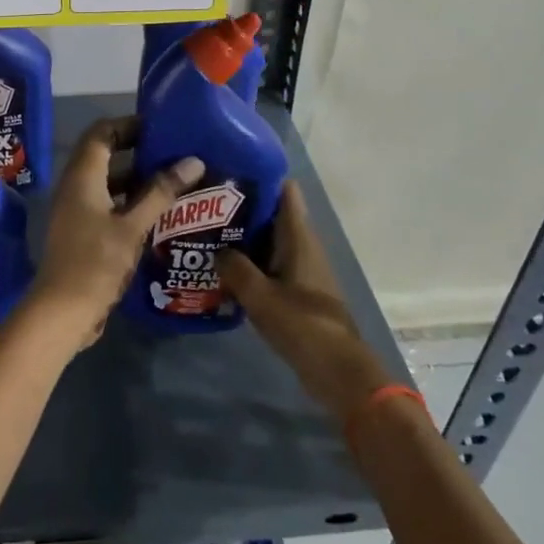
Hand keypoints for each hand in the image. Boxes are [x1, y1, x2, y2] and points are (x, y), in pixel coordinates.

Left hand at [22, 117, 203, 354]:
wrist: (63, 311)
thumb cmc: (96, 262)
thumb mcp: (133, 226)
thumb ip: (161, 192)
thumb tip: (193, 161)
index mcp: (82, 175)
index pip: (102, 132)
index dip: (129, 124)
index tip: (161, 127)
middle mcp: (76, 186)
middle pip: (105, 155)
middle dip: (139, 151)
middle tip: (175, 153)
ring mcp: (77, 210)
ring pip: (109, 182)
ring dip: (137, 179)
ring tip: (175, 180)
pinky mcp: (83, 232)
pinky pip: (108, 205)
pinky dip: (131, 202)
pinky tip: (160, 213)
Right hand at [217, 183, 392, 420]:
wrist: (338, 371)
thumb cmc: (302, 324)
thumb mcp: (259, 295)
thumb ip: (234, 268)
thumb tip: (216, 249)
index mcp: (298, 236)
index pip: (284, 190)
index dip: (259, 176)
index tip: (228, 172)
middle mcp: (302, 245)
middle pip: (272, 215)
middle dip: (241, 209)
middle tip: (205, 205)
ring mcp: (302, 268)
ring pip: (269, 242)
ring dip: (243, 239)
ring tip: (206, 234)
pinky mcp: (299, 290)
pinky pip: (271, 266)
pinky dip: (251, 263)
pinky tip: (223, 271)